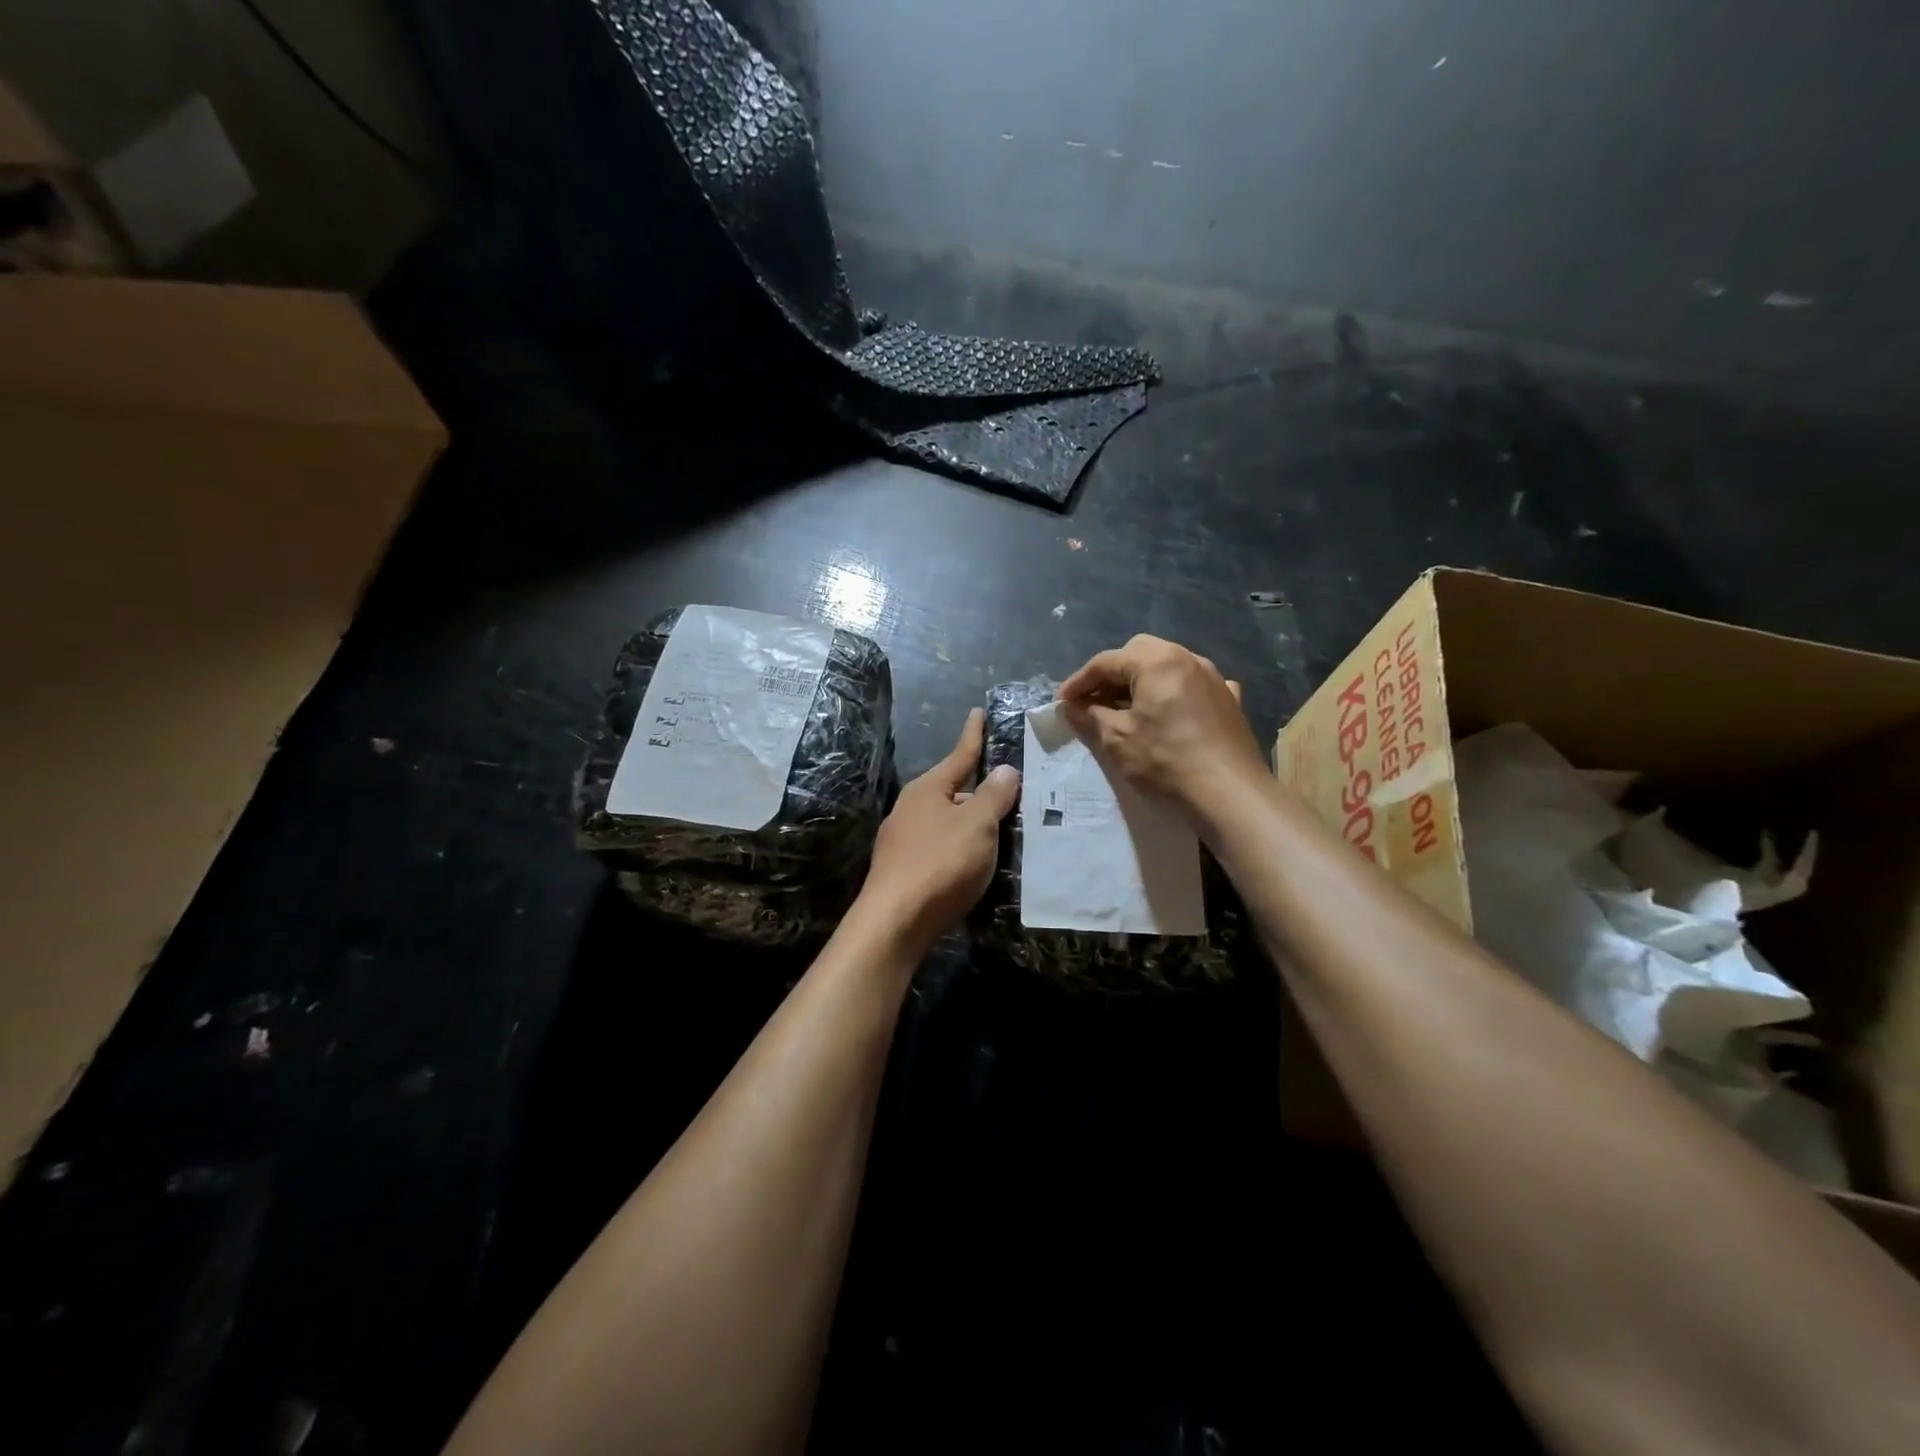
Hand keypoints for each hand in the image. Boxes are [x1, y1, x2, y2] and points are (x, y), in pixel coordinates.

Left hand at [856, 708, 1019, 947]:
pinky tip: (973, 860)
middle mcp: (911, 808)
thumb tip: (1005, 770)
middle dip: (978, 788)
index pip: (959, 755)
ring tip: (999, 826)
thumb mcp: (977, 825)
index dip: (974, 735)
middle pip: (952, 790)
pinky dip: (960, 846)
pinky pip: (940, 846)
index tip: (979, 712)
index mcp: (928, 790)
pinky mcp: (904, 869)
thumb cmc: (940, 863)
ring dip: (970, 821)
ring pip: (946, 821)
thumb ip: (994, 796)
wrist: (894, 921)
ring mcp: (903, 840)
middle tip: (1010, 789)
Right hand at [1059, 635, 1266, 821]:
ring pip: (1168, 666)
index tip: (1062, 702)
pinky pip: (1194, 684)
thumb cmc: (1165, 761)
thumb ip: (1091, 716)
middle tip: (1093, 700)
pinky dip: (1174, 692)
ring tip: (1126, 708)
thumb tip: (1072, 707)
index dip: (1078, 682)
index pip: (1106, 662)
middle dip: (1112, 673)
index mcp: (1156, 661)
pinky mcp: (1230, 700)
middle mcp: (1187, 658)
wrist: (1229, 793)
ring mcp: (1214, 677)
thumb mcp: (1117, 739)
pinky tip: (1171, 711)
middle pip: (1139, 653)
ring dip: (1142, 681)